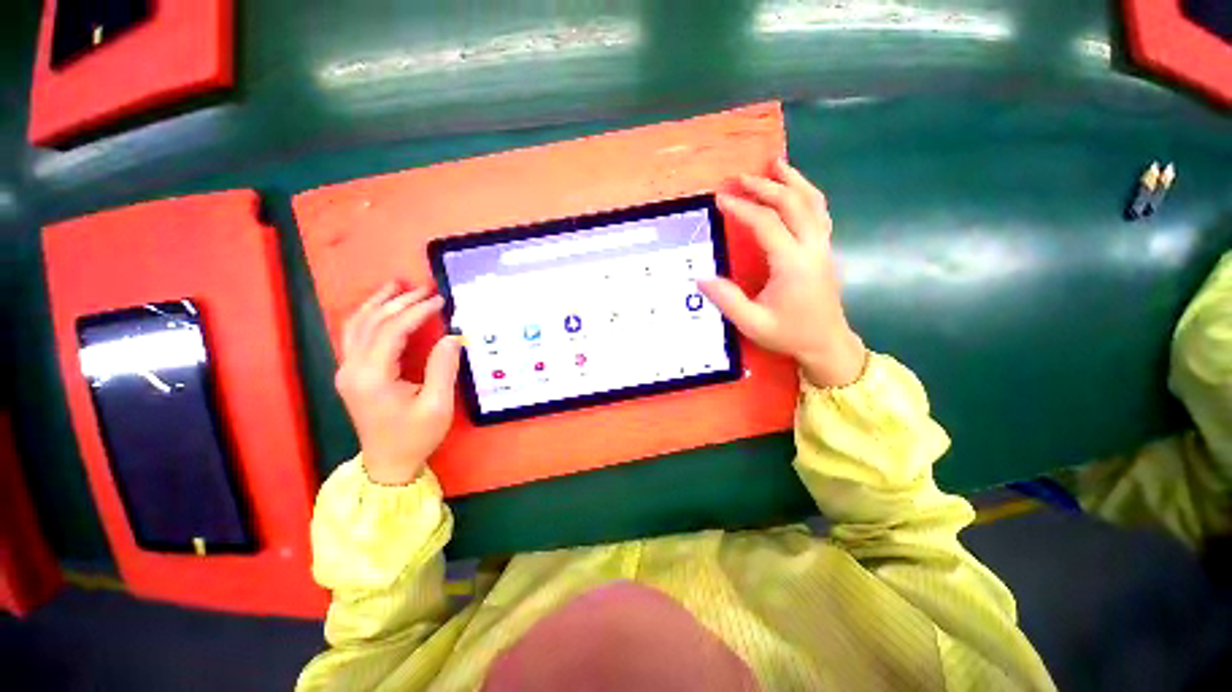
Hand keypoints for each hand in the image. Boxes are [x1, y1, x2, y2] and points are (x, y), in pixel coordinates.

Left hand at [334, 282, 461, 484]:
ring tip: (398, 285)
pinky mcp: (351, 374)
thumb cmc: (416, 436)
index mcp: (372, 377)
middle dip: (399, 301)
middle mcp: (352, 369)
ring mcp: (347, 370)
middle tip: (425, 287)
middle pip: (371, 322)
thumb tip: (453, 336)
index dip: (416, 311)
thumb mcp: (437, 405)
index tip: (440, 300)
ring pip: (356, 325)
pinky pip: (355, 335)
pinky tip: (382, 307)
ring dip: (378, 302)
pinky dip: (369, 316)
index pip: (392, 330)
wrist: (388, 463)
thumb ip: (443, 367)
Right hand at [699, 159, 866, 387]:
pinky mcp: (825, 250)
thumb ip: (727, 299)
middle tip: (741, 177)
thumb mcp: (752, 323)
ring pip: (813, 202)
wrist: (826, 344)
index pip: (767, 224)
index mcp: (792, 264)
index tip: (721, 199)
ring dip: (793, 181)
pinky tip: (794, 189)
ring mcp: (823, 246)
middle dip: (766, 186)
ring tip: (776, 164)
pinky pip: (819, 212)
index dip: (742, 208)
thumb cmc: (789, 334)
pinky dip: (806, 194)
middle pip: (792, 203)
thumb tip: (700, 278)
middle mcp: (812, 248)